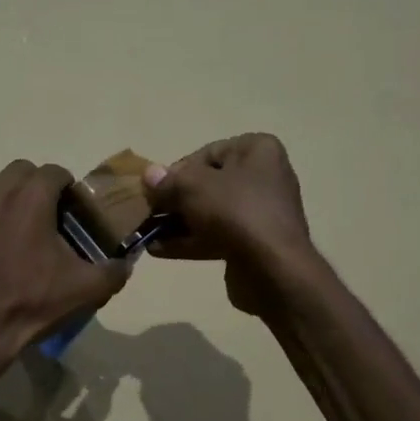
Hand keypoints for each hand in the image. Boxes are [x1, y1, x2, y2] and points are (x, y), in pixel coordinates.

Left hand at [0, 160, 129, 373]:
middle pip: (16, 174)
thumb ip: (114, 270)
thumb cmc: (31, 305)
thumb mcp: (86, 290)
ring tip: (6, 245)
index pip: (53, 172)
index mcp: (29, 199)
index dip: (66, 188)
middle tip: (42, 221)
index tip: (70, 211)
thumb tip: (125, 263)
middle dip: (32, 189)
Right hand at [141, 135, 312, 316]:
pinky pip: (215, 237)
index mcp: (258, 151)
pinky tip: (158, 250)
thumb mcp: (193, 187)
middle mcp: (263, 178)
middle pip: (207, 185)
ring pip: (209, 213)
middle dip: (175, 200)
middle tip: (148, 212)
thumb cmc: (235, 212)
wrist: (272, 269)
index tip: (156, 190)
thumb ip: (168, 180)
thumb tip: (149, 175)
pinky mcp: (252, 244)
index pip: (207, 154)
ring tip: (146, 233)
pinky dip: (189, 242)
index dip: (177, 171)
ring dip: (177, 224)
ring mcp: (259, 214)